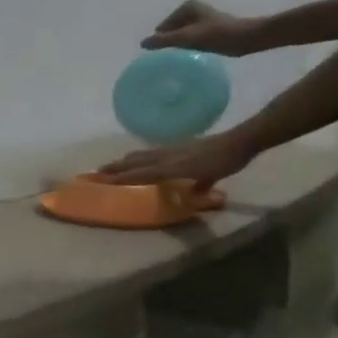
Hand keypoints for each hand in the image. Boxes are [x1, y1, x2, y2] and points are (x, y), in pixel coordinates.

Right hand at [98, 128, 257, 186]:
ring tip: (112, 165)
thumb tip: (193, 197)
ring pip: (140, 155)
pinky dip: (139, 156)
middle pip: (133, 162)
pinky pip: (151, 152)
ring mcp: (169, 150)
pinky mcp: (176, 146)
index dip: (120, 177)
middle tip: (96, 172)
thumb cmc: (225, 161)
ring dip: (124, 161)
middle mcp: (164, 157)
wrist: (240, 140)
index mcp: (169, 166)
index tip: (101, 181)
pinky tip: (141, 157)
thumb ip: (199, 186)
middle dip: (114, 167)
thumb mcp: (211, 177)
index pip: (138, 173)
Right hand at [142, 0, 263, 56]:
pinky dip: (189, 47)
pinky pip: (189, 40)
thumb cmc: (218, 35)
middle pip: (169, 33)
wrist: (249, 38)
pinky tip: (197, 53)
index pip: (161, 29)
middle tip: (181, 53)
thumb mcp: (187, 37)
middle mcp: (191, 10)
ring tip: (189, 54)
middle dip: (172, 44)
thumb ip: (163, 40)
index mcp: (185, 7)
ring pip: (179, 38)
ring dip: (180, 47)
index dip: (165, 41)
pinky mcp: (207, 28)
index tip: (177, 49)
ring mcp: (199, 19)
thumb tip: (143, 44)